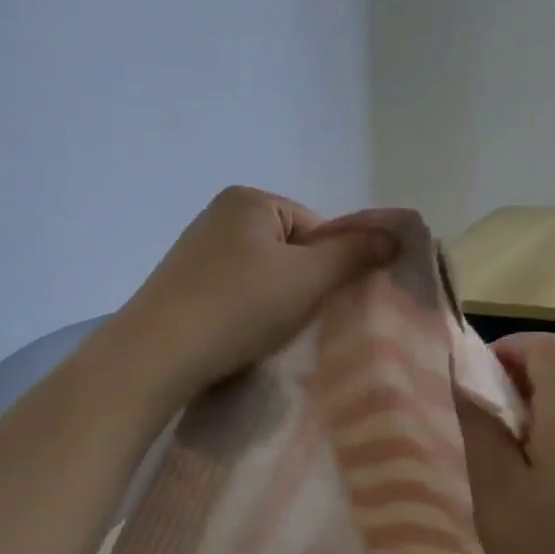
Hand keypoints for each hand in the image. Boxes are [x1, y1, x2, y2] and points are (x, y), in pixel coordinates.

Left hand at [112, 186, 395, 403]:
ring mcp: (195, 249)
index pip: (315, 228)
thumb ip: (354, 254)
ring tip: (265, 332)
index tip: (320, 302)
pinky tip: (239, 335)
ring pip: (261, 274)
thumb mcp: (307, 278)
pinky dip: (244, 311)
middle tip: (296, 320)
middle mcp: (219, 214)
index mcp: (249, 200)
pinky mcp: (181, 283)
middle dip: (299, 284)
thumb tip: (396, 235)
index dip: (328, 267)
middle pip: (288, 250)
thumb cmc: (240, 306)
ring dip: (273, 301)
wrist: (158, 353)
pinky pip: (232, 291)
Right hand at [458, 333, 554, 553]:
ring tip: (497, 451)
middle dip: (514, 380)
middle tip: (477, 417)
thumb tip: (465, 378)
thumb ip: (480, 424)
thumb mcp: (495, 485)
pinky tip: (529, 480)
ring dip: (532, 410)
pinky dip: (551, 435)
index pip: (546, 348)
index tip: (474, 380)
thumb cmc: (543, 551)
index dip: (507, 350)